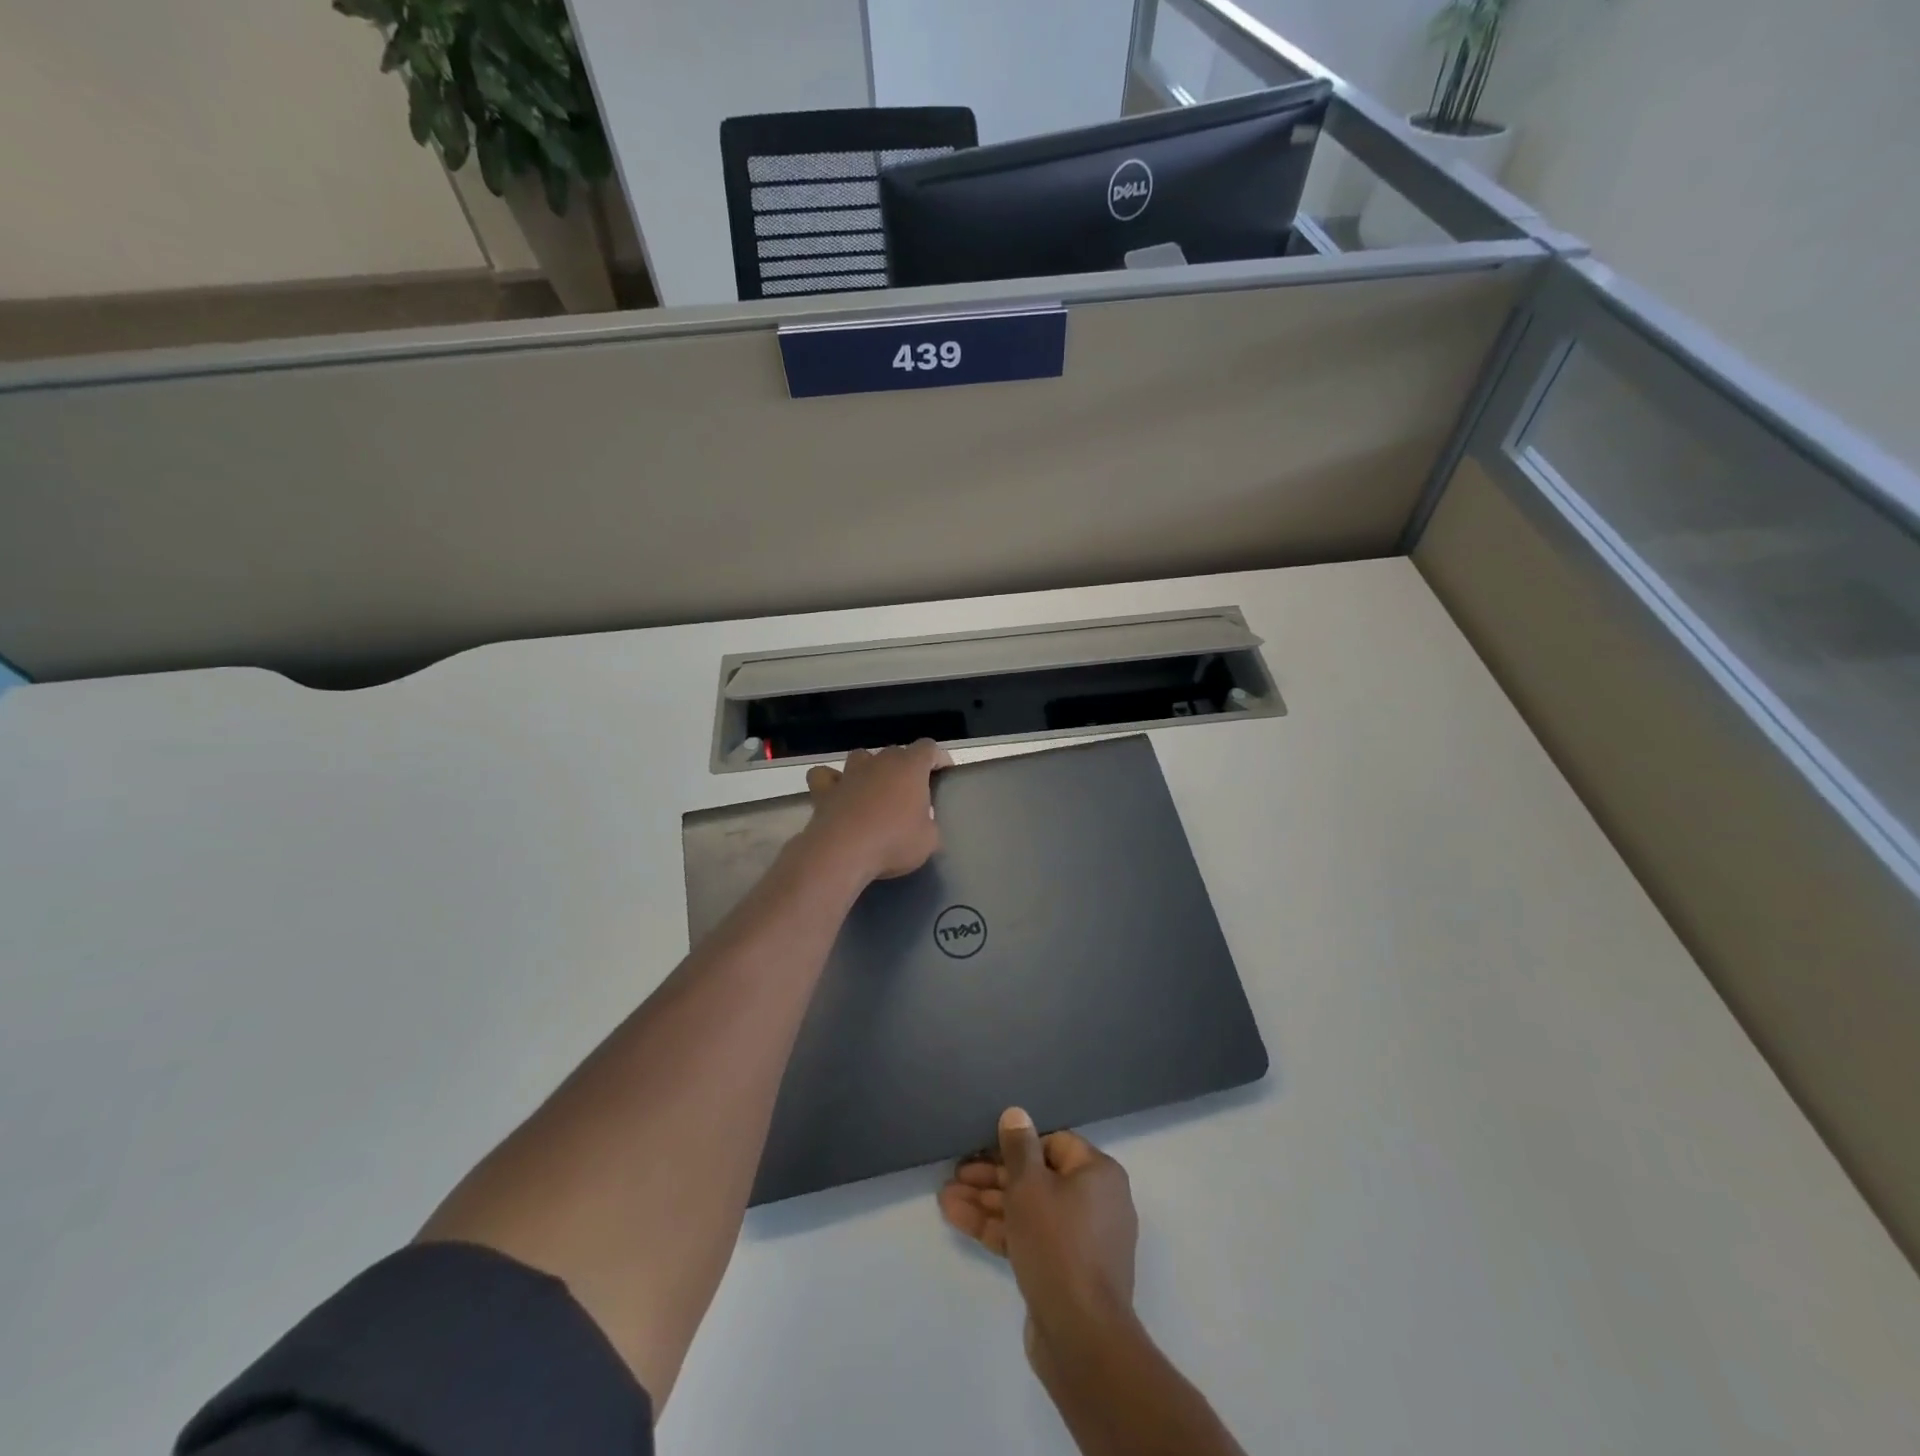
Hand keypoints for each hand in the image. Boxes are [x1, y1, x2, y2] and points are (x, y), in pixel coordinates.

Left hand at [797, 740, 951, 887]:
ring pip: (862, 757)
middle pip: (897, 752)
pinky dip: (832, 781)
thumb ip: (930, 825)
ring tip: (876, 789)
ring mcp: (849, 772)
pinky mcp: (825, 789)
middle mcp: (880, 761)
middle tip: (911, 792)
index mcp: (910, 767)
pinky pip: (826, 775)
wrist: (842, 852)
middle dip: (906, 767)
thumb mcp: (928, 841)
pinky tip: (838, 792)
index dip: (939, 758)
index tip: (944, 772)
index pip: (929, 748)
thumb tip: (924, 824)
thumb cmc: (893, 842)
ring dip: (870, 769)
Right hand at [939, 1109, 1138, 1361]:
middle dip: (993, 1176)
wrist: (1081, 1338)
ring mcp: (1080, 1240)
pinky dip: (998, 1228)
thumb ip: (1019, 1147)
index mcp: (1098, 1174)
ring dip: (988, 1202)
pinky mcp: (1064, 1271)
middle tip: (956, 1173)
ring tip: (946, 1197)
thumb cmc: (1058, 1244)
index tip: (983, 1146)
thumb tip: (1016, 1113)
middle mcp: (1095, 1201)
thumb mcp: (1030, 1185)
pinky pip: (1029, 1237)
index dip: (1017, 1144)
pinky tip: (958, 1218)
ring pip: (1028, 1210)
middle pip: (1037, 1177)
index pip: (1053, 1144)